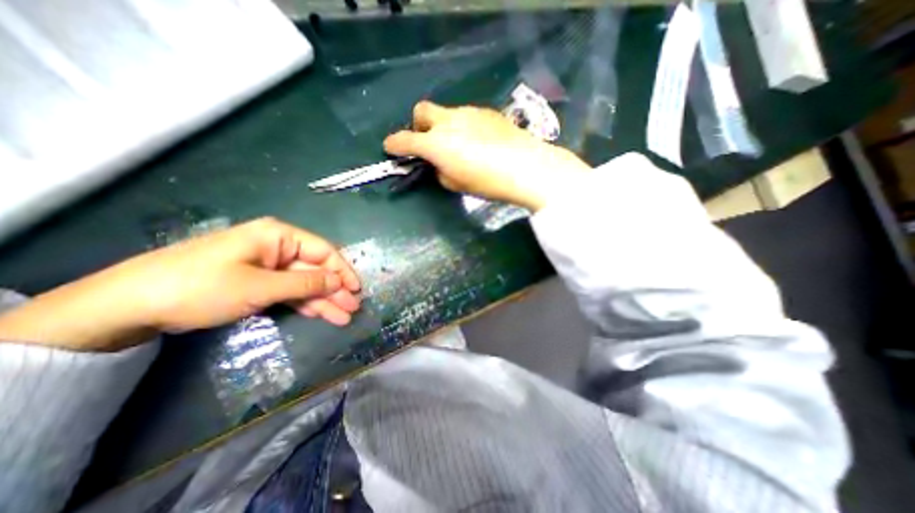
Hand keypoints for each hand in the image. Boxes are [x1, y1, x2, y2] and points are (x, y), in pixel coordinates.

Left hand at [0, 217, 361, 353]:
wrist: (130, 305)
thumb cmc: (203, 287)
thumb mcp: (261, 286)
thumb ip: (305, 283)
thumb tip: (339, 282)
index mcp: (279, 236)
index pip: (323, 251)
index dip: (342, 270)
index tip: (357, 290)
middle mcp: (277, 248)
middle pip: (316, 268)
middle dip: (335, 289)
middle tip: (353, 309)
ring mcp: (267, 266)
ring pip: (304, 283)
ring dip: (323, 300)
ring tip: (343, 317)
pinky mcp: (257, 282)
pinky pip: (288, 291)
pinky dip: (304, 303)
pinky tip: (320, 314)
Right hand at [381, 100, 589, 208]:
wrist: (526, 167)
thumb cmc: (488, 182)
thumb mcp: (458, 184)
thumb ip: (442, 172)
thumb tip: (440, 165)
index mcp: (436, 143)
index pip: (405, 140)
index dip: (394, 144)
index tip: (390, 148)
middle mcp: (448, 121)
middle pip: (422, 111)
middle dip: (418, 125)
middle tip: (428, 143)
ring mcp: (468, 113)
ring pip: (446, 113)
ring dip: (443, 127)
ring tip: (459, 146)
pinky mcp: (486, 112)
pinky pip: (466, 116)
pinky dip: (463, 127)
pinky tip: (478, 141)